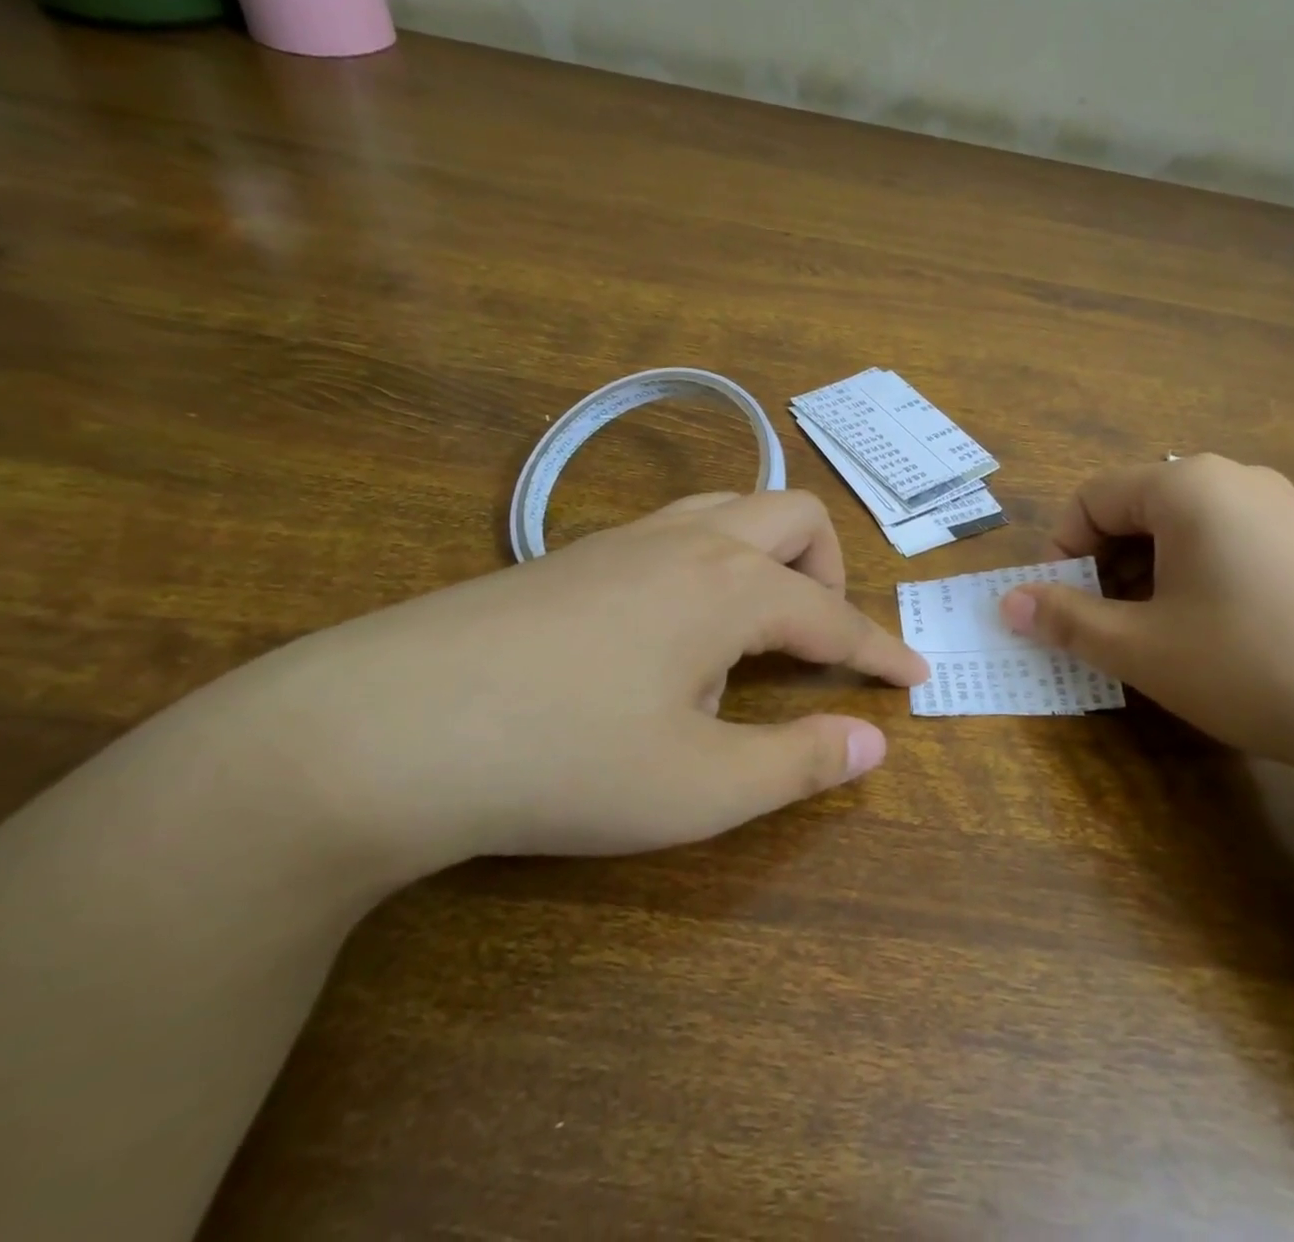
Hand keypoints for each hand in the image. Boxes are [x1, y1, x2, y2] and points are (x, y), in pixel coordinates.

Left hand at [242, 490, 927, 873]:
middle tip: (820, 641)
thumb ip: (800, 762)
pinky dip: (711, 564)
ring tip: (754, 628)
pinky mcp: (573, 554)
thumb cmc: (562, 761)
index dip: (882, 650)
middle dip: (830, 573)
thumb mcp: (699, 786)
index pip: (835, 615)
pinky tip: (673, 631)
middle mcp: (690, 542)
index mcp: (733, 587)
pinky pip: (677, 530)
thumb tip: (874, 742)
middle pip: (794, 517)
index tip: (916, 675)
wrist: (378, 730)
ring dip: (769, 557)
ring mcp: (626, 539)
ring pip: (733, 508)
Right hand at [1000, 456, 1293, 800]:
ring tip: (1159, 644)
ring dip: (1151, 580)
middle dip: (1105, 569)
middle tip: (1105, 632)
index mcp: (1187, 486)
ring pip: (1187, 533)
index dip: (1061, 552)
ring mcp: (1289, 511)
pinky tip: (1222, 643)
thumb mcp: (1143, 648)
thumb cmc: (1255, 665)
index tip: (1060, 609)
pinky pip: (1234, 549)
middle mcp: (1238, 481)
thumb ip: (1066, 619)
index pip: (1091, 497)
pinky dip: (1200, 585)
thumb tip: (1007, 603)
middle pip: (1139, 511)